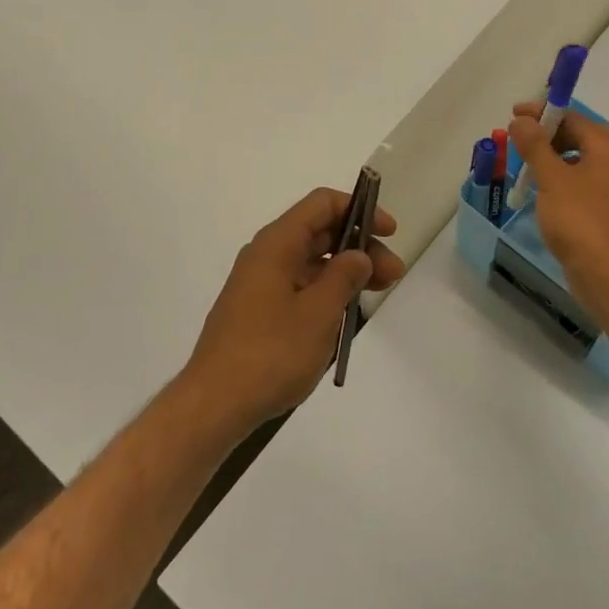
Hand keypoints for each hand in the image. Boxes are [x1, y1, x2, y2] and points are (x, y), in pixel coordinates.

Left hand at [179, 186, 405, 436]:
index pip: (322, 204)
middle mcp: (265, 255)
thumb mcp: (319, 313)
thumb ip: (344, 277)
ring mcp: (259, 284)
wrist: (215, 404)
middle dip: (360, 246)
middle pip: (319, 233)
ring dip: (346, 271)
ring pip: (311, 262)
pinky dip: (326, 291)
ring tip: (377, 293)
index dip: (359, 209)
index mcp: (277, 244)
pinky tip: (345, 313)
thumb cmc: (271, 353)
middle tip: (394, 274)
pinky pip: (299, 286)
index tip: (389, 233)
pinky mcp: (258, 311)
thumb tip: (358, 255)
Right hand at [508, 104, 608, 306]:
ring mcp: (606, 188)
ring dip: (548, 157)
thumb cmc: (578, 219)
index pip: (572, 118)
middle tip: (515, 138)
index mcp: (604, 150)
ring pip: (574, 161)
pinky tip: (537, 189)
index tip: (514, 114)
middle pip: (575, 137)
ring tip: (521, 163)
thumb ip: (535, 146)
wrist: (604, 272)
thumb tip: (520, 120)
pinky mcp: (599, 210)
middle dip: (544, 134)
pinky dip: (555, 178)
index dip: (543, 112)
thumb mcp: (552, 178)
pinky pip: (575, 182)